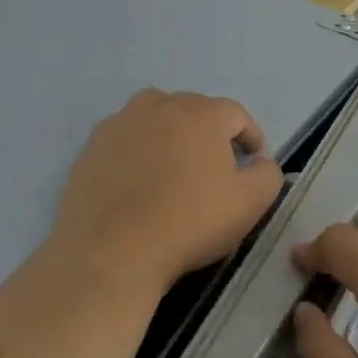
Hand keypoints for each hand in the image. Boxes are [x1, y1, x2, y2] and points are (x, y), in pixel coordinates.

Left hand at [48, 89, 283, 299]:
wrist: (111, 253)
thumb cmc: (189, 223)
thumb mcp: (249, 203)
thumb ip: (267, 174)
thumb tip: (260, 163)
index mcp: (200, 112)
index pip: (236, 115)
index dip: (250, 138)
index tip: (252, 164)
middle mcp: (158, 105)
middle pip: (193, 112)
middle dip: (208, 136)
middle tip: (213, 171)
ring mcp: (119, 123)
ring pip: (155, 122)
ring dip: (169, 140)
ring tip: (173, 175)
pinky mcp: (90, 147)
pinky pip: (125, 144)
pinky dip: (136, 157)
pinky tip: (137, 188)